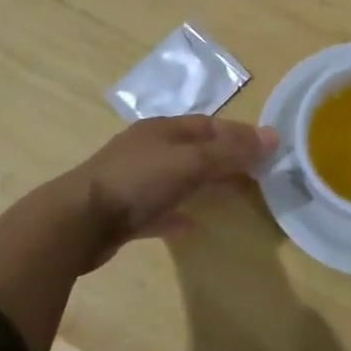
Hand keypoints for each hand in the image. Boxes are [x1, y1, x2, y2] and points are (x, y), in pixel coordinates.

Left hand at [68, 115, 277, 264]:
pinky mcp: (124, 212)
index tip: (268, 149)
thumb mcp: (189, 162)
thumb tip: (273, 136)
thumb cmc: (136, 182)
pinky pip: (159, 210)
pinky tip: (192, 226)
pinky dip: (178, 214)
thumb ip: (230, 151)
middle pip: (195, 149)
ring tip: (232, 196)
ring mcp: (134, 181)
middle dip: (224, 158)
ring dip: (203, 183)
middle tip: (255, 175)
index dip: (239, 134)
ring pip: (178, 177)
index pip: (209, 125)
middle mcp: (148, 150)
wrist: (77, 222)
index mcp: (162, 130)